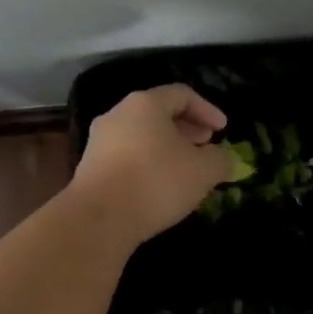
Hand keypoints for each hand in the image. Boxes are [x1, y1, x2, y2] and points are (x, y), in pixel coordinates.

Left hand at [69, 85, 229, 247]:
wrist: (98, 219)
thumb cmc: (155, 182)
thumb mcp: (203, 171)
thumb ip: (220, 159)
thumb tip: (222, 159)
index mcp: (145, 104)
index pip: (182, 94)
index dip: (207, 110)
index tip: (223, 130)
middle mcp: (118, 114)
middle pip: (158, 113)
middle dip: (186, 128)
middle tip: (205, 145)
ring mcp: (99, 141)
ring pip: (141, 135)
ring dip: (166, 147)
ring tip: (185, 169)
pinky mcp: (90, 167)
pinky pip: (126, 156)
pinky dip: (147, 163)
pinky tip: (159, 187)